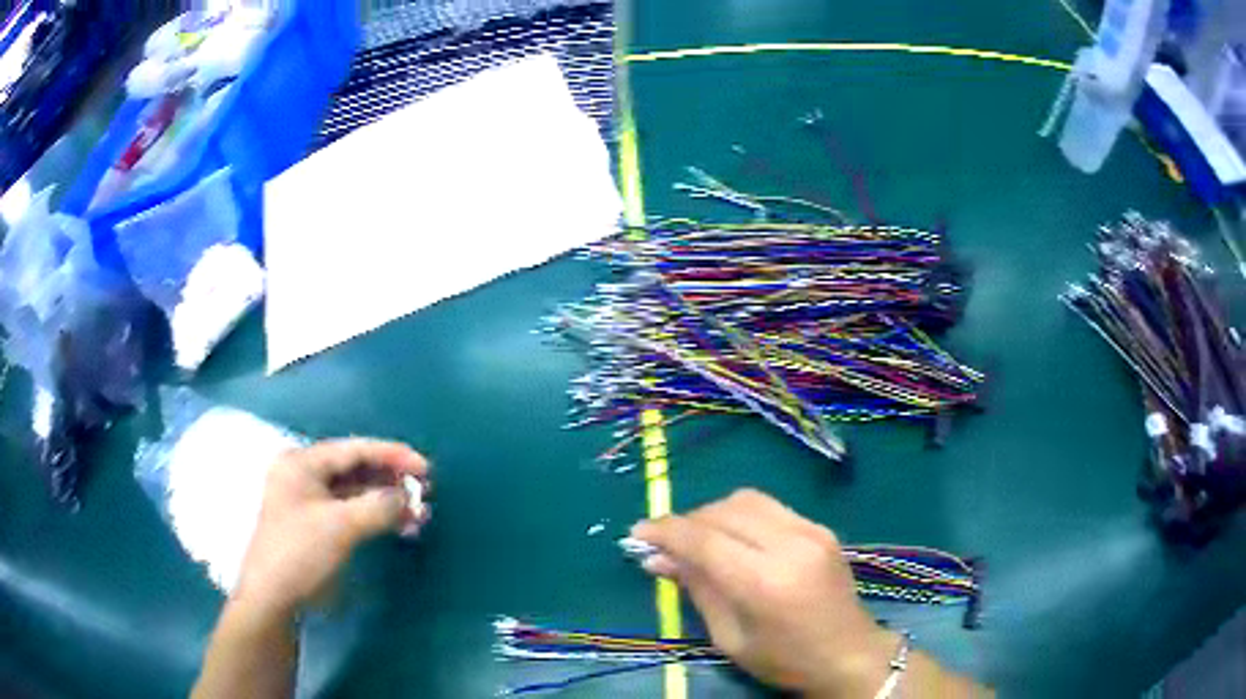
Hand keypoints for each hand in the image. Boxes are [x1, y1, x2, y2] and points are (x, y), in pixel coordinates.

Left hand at [232, 439, 430, 617]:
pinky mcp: (316, 525)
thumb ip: (379, 505)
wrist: (273, 597)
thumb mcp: (341, 526)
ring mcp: (309, 500)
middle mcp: (304, 474)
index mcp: (303, 463)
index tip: (426, 469)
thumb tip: (408, 496)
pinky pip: (352, 511)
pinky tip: (400, 527)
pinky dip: (376, 517)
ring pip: (356, 492)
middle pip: (356, 469)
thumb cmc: (300, 553)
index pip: (355, 449)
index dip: (393, 456)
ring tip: (419, 515)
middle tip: (425, 492)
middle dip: (392, 481)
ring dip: (387, 501)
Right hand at [631, 489, 894, 698]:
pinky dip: (740, 515)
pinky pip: (769, 506)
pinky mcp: (821, 527)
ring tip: (696, 540)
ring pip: (746, 500)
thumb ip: (697, 590)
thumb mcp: (729, 637)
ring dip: (712, 514)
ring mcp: (811, 530)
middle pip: (723, 511)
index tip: (637, 534)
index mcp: (765, 581)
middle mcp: (790, 544)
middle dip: (686, 522)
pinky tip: (732, 538)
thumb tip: (657, 559)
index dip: (666, 531)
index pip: (704, 540)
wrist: (849, 654)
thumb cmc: (784, 660)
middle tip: (664, 544)